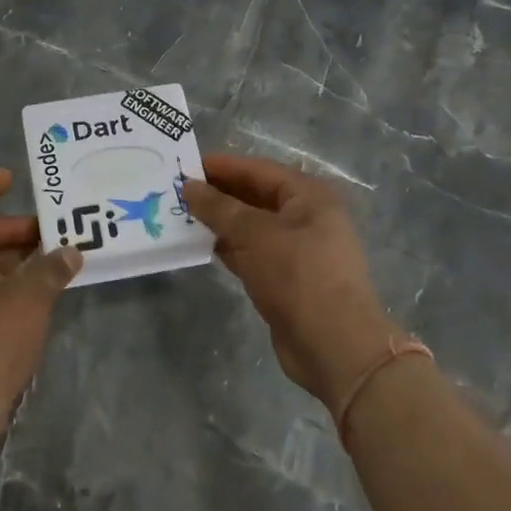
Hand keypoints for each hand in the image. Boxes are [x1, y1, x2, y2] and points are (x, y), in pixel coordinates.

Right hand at [182, 153, 402, 412]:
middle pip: (255, 196)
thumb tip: (188, 186)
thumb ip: (218, 207)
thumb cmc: (297, 275)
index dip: (222, 166)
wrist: (333, 345)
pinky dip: (228, 247)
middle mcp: (306, 217)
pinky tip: (200, 244)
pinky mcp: (285, 278)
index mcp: (309, 196)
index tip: (185, 165)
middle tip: (177, 191)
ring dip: (219, 221)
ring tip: (181, 215)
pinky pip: (251, 252)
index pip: (258, 169)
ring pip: (251, 226)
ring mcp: (296, 250)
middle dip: (218, 194)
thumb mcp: (254, 234)